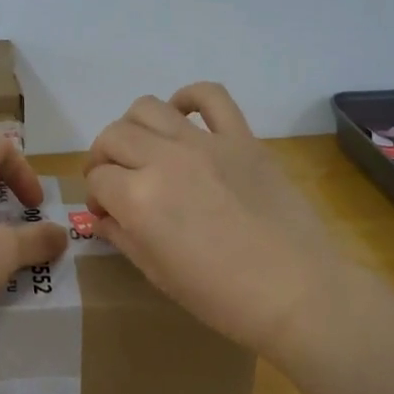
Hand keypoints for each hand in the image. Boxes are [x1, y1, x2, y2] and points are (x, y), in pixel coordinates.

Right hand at [83, 82, 345, 361]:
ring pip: (148, 107)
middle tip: (115, 180)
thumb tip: (101, 217)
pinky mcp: (241, 137)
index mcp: (139, 198)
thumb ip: (123, 237)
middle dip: (104, 158)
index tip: (105, 211)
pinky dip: (190, 98)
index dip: (96, 196)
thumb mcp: (158, 273)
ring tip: (144, 148)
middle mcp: (164, 159)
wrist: (298, 292)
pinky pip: (211, 96)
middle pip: (114, 136)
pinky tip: (183, 116)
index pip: (99, 179)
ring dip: (133, 126)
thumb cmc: (222, 297)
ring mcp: (205, 143)